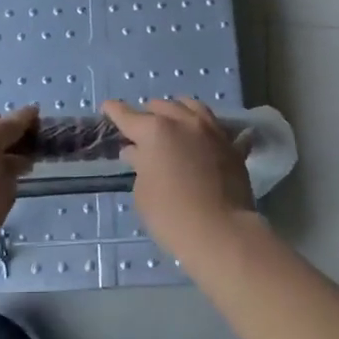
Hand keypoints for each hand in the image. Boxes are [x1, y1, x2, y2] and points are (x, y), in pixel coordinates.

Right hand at [101, 98, 255, 258]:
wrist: (221, 232)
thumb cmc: (171, 215)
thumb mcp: (143, 193)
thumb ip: (140, 165)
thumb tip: (138, 152)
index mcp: (154, 131)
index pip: (127, 115)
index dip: (114, 111)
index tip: (107, 107)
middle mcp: (183, 121)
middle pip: (160, 106)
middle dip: (147, 114)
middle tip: (142, 131)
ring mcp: (210, 130)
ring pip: (191, 106)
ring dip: (178, 112)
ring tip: (174, 124)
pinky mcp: (231, 145)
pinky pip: (217, 127)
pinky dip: (205, 129)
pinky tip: (204, 138)